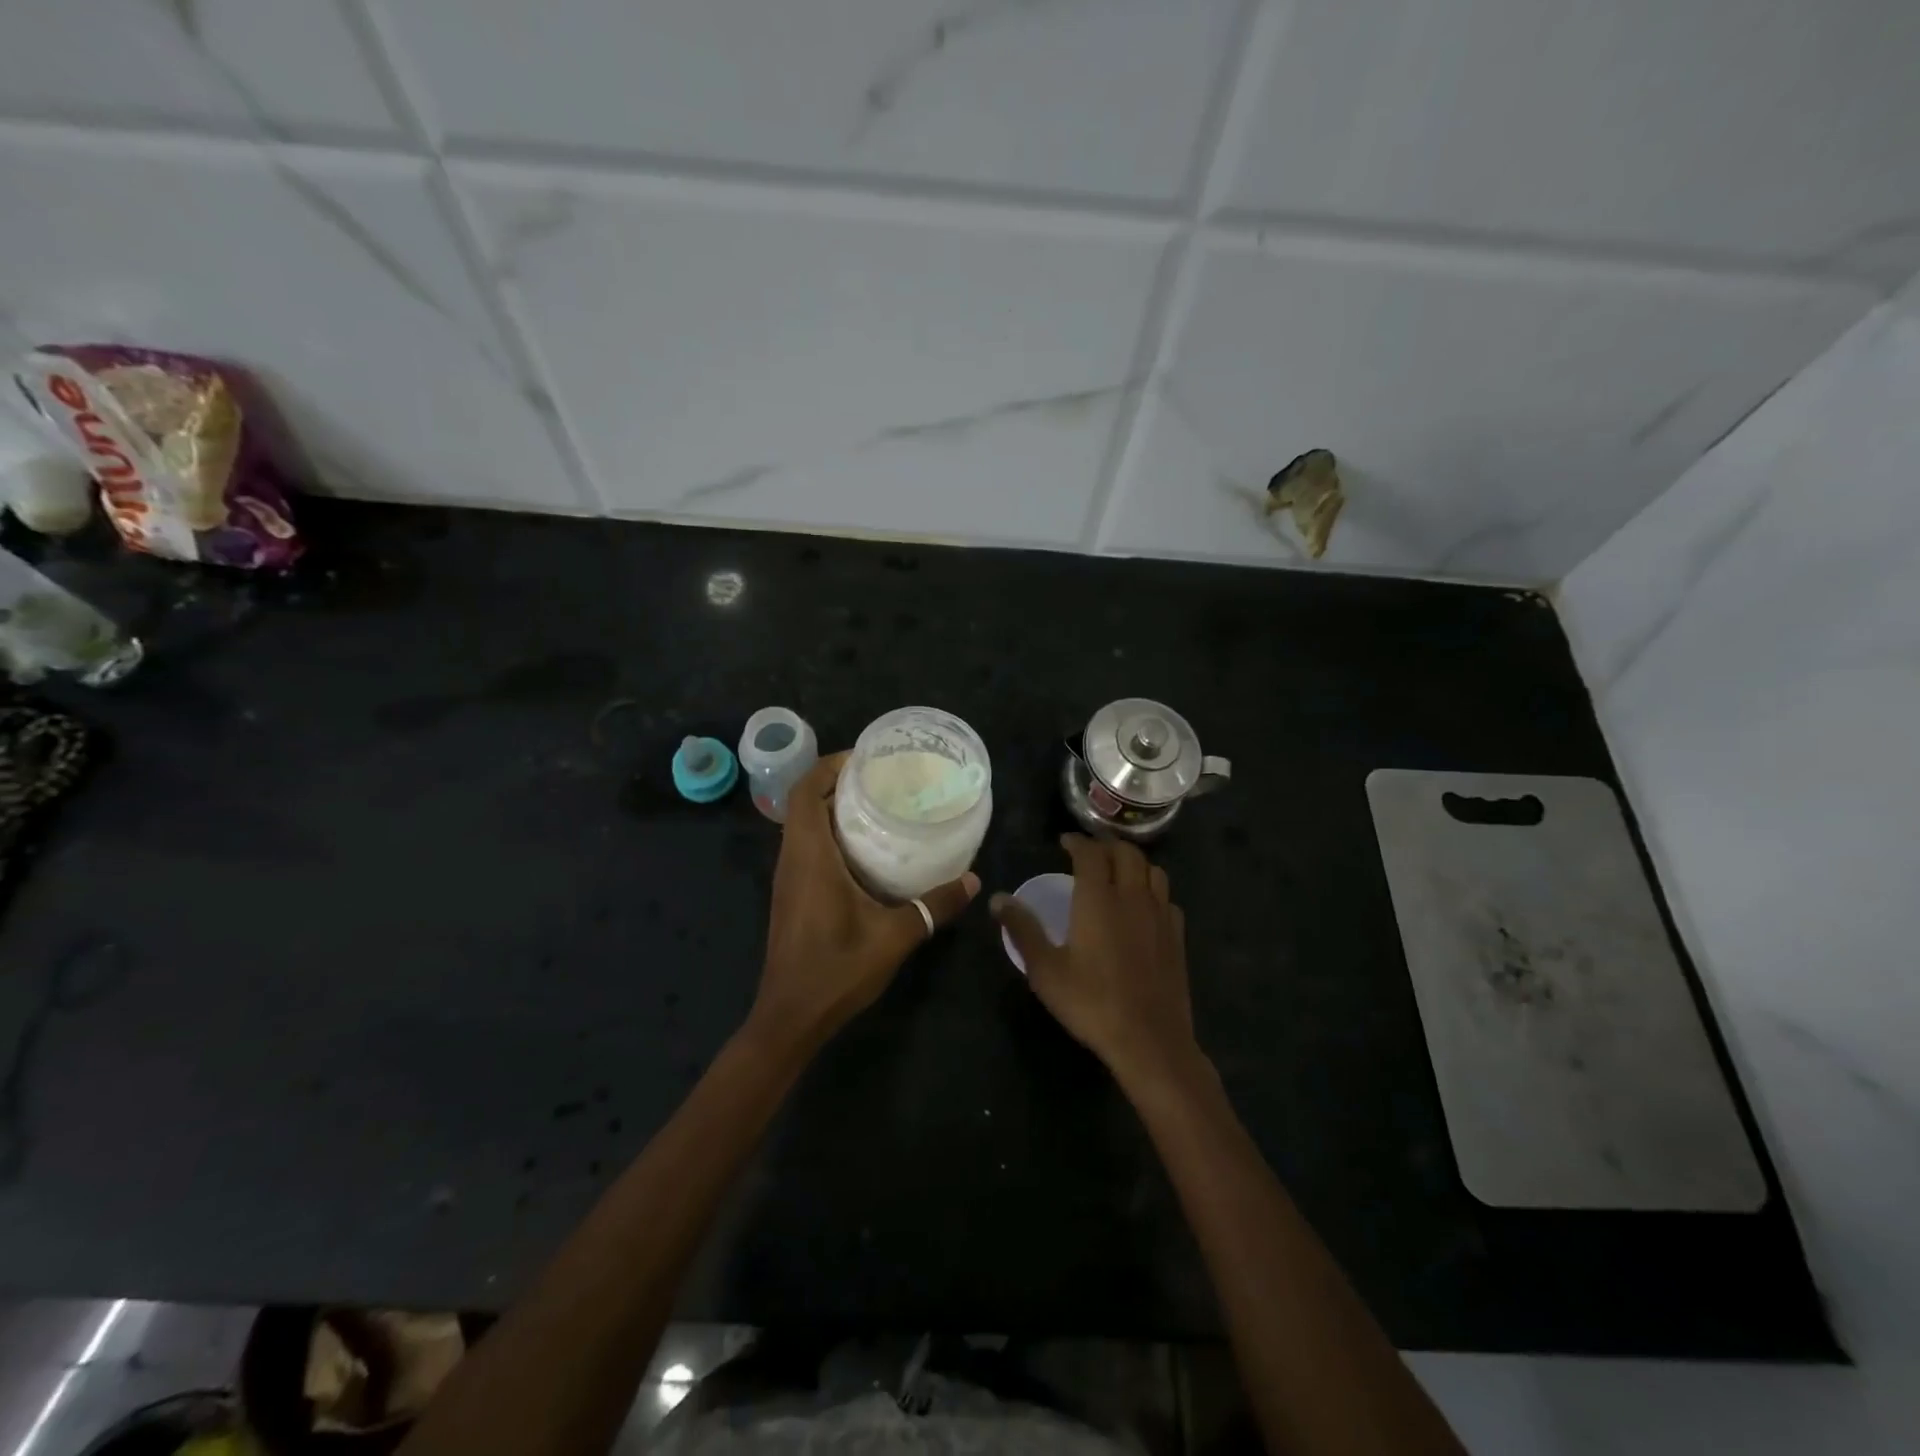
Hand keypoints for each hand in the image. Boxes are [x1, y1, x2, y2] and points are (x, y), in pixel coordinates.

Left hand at [751, 752, 978, 1051]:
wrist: (790, 1017)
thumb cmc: (836, 970)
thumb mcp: (895, 936)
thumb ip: (934, 905)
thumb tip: (973, 880)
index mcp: (809, 856)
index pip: (804, 791)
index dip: (828, 765)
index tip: (865, 757)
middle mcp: (792, 859)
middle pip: (804, 802)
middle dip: (838, 782)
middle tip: (882, 778)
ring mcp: (788, 878)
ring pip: (804, 826)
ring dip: (833, 808)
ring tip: (879, 805)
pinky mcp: (792, 895)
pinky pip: (807, 847)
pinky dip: (831, 834)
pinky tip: (867, 850)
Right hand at [993, 835, 1203, 1092]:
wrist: (1150, 1040)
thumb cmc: (1091, 1003)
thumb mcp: (1045, 969)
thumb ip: (1022, 929)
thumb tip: (997, 898)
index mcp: (1098, 898)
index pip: (1090, 853)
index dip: (1077, 842)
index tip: (1064, 842)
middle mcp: (1132, 896)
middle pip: (1126, 853)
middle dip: (1106, 845)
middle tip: (1089, 851)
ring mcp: (1160, 915)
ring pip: (1152, 870)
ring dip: (1133, 861)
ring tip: (1117, 870)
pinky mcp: (1177, 936)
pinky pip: (1167, 897)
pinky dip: (1152, 889)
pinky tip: (1143, 905)